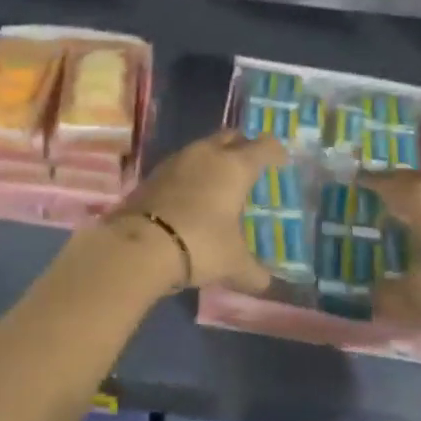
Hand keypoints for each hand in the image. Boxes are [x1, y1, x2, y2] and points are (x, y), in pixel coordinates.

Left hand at [116, 130, 285, 292]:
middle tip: (249, 167)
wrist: (139, 245)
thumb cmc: (200, 244)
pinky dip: (190, 175)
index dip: (276, 152)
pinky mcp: (153, 173)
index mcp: (235, 167)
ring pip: (202, 148)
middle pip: (230, 136)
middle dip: (242, 146)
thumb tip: (265, 283)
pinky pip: (180, 166)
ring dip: (213, 159)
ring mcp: (176, 160)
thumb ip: (253, 272)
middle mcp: (207, 154)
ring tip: (219, 183)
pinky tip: (191, 196)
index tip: (281, 163)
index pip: (264, 146)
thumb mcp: (233, 264)